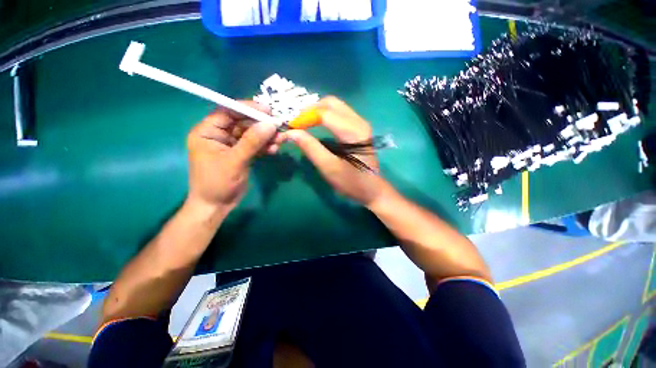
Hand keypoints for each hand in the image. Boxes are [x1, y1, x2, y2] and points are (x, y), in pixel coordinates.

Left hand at [186, 102, 283, 213]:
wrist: (217, 206)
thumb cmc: (218, 183)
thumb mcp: (235, 161)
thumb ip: (252, 141)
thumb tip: (270, 124)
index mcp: (207, 131)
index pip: (227, 112)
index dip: (247, 109)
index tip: (268, 111)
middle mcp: (219, 135)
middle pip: (243, 123)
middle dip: (261, 126)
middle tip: (279, 127)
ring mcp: (232, 145)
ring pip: (252, 135)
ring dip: (266, 137)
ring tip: (280, 140)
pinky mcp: (242, 154)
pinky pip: (255, 146)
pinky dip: (265, 147)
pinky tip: (274, 149)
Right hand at [286, 96, 390, 205]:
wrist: (373, 190)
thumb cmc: (351, 182)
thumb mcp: (329, 168)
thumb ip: (310, 148)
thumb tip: (291, 133)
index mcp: (353, 132)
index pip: (324, 114)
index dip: (305, 117)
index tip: (290, 126)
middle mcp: (359, 122)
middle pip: (331, 103)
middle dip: (311, 110)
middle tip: (297, 123)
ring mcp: (361, 124)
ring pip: (336, 106)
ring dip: (317, 111)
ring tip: (303, 123)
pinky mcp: (360, 129)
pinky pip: (340, 114)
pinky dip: (325, 116)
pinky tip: (317, 125)